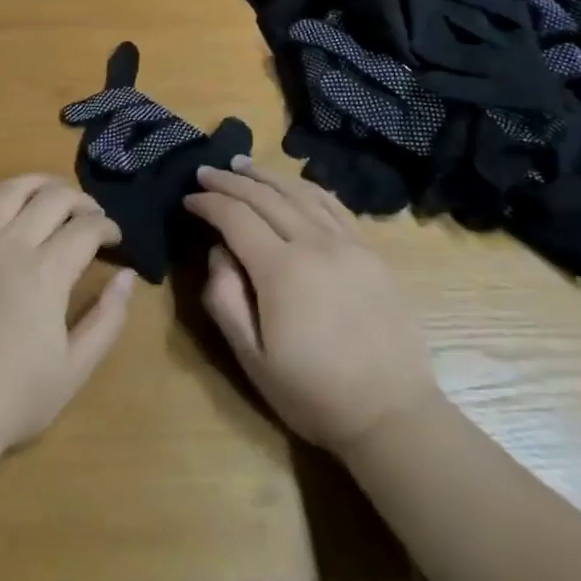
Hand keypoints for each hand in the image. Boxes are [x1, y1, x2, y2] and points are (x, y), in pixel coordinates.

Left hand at [0, 174, 135, 461]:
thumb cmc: (13, 397)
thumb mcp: (75, 368)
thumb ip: (108, 318)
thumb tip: (129, 276)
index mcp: (47, 273)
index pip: (86, 229)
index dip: (107, 227)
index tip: (115, 239)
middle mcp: (13, 245)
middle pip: (53, 199)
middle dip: (81, 200)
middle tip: (91, 215)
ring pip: (12, 190)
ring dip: (39, 183)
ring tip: (54, 192)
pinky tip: (7, 200)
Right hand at [185, 159, 440, 454]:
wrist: (392, 415)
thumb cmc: (313, 393)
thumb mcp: (251, 357)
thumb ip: (225, 298)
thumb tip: (219, 252)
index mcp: (281, 269)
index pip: (235, 217)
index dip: (208, 203)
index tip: (189, 199)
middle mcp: (315, 244)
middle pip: (265, 196)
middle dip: (230, 181)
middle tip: (205, 172)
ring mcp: (348, 244)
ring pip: (300, 193)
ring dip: (266, 175)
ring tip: (242, 164)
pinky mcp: (371, 252)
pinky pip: (334, 205)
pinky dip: (307, 188)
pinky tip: (293, 184)